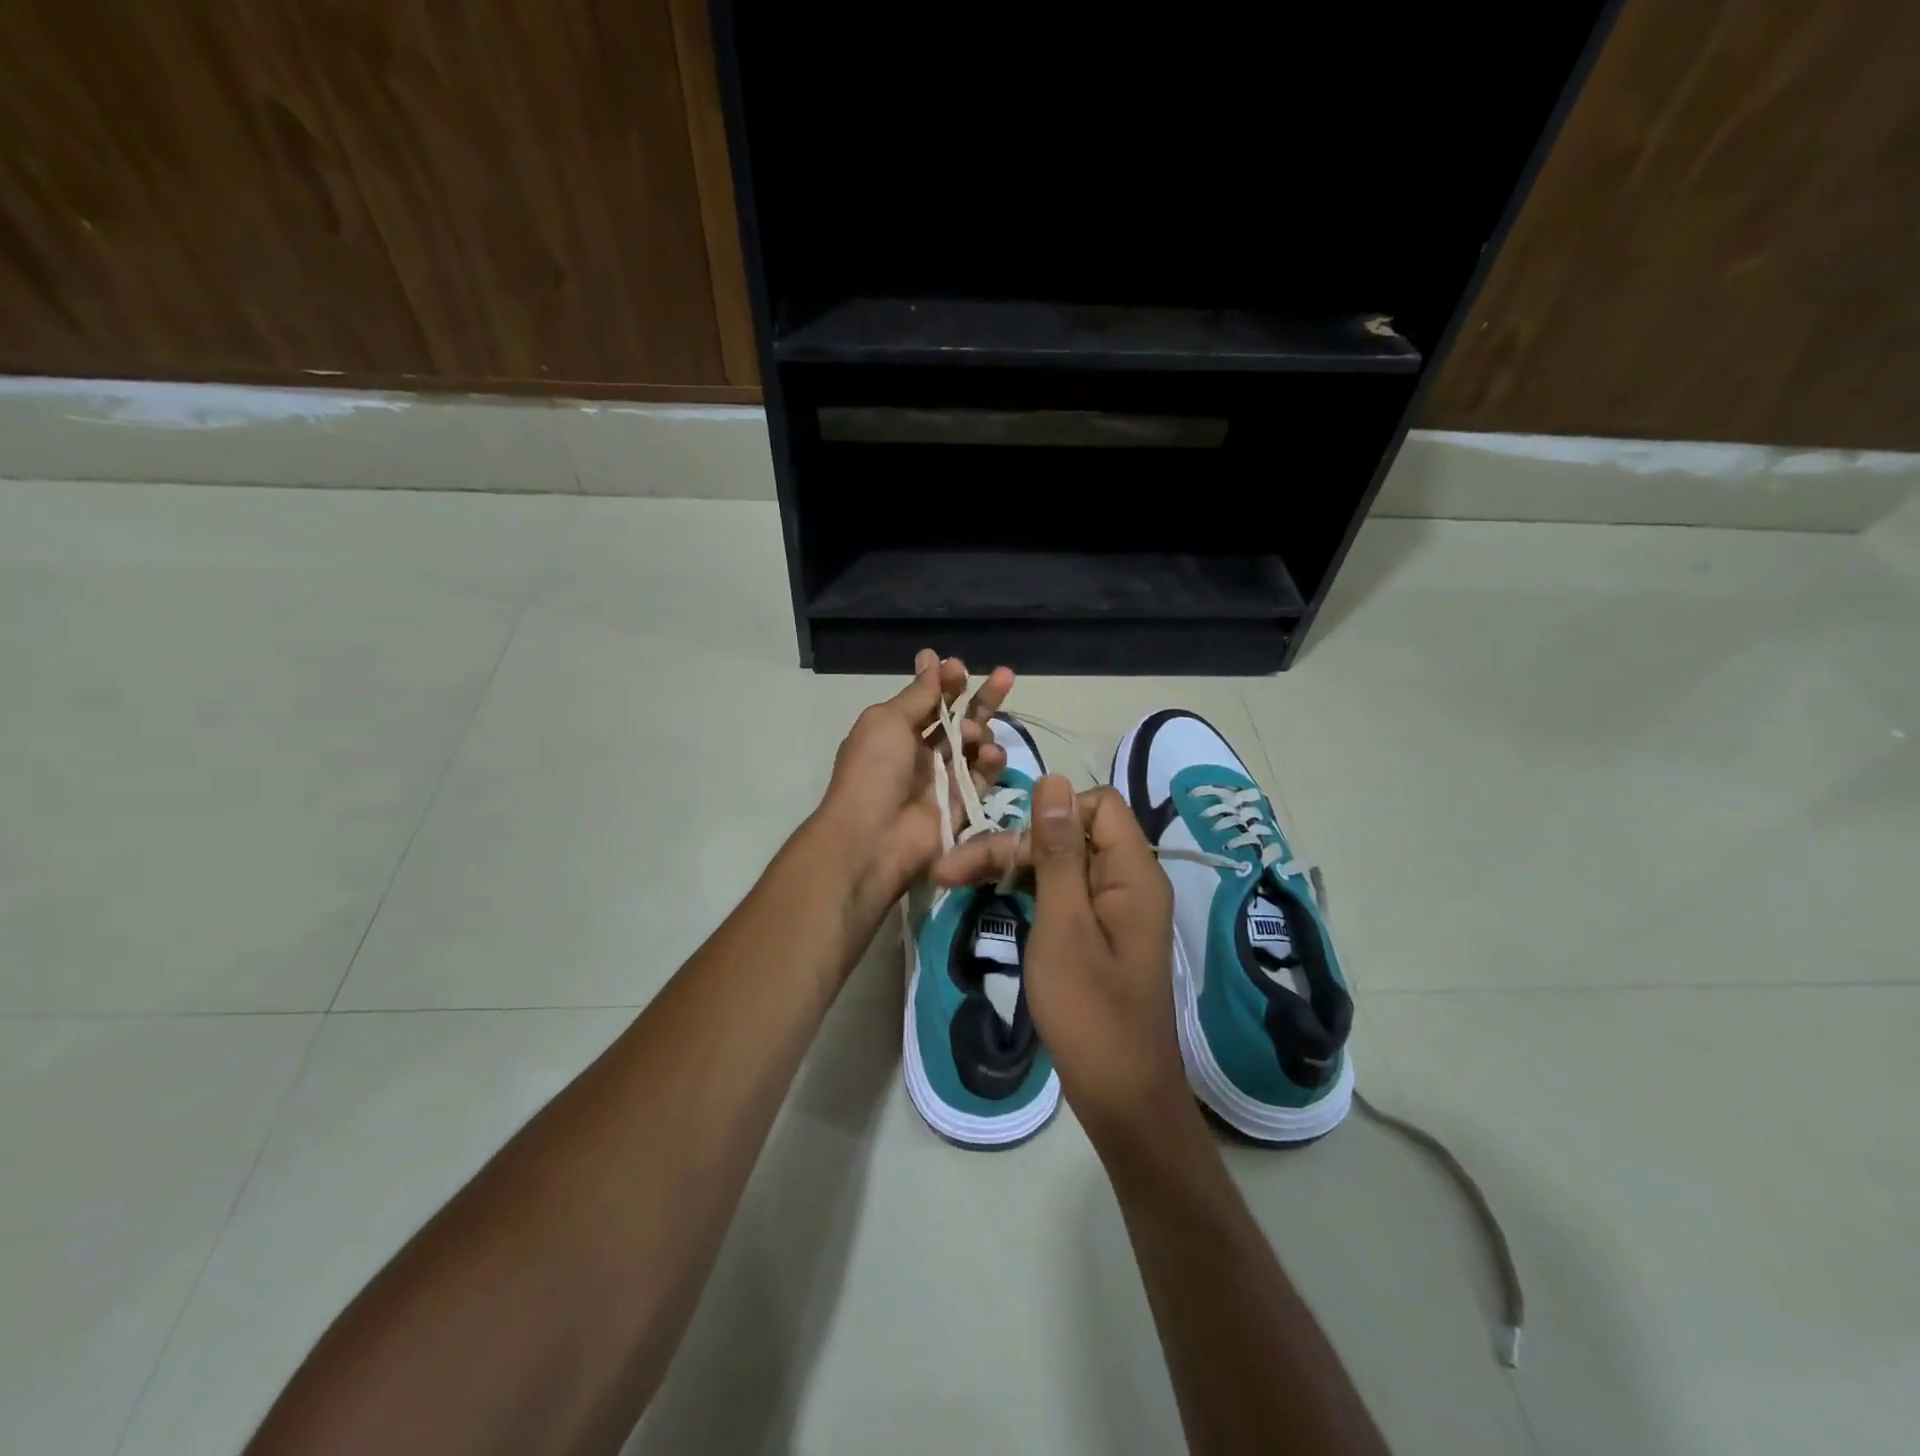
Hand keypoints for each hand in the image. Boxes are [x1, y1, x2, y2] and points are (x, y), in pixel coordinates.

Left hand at [815, 648, 1014, 928]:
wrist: (874, 838)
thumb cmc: (874, 771)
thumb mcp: (888, 721)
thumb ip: (918, 694)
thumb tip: (930, 658)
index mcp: (895, 731)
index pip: (928, 700)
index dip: (945, 683)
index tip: (958, 668)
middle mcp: (920, 753)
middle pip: (958, 719)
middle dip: (980, 698)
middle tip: (1004, 676)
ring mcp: (942, 779)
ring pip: (975, 746)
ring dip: (982, 730)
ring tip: (975, 734)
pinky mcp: (962, 804)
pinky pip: (982, 777)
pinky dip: (990, 762)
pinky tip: (991, 753)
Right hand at [931, 777, 1183, 1140]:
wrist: (1121, 1096)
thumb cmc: (1089, 1012)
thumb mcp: (1064, 925)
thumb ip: (1059, 852)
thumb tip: (1052, 781)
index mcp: (1132, 872)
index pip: (1096, 804)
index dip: (1051, 813)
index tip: (1011, 848)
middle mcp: (1128, 881)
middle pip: (1071, 833)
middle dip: (1014, 845)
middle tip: (951, 871)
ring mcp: (1114, 909)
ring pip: (1061, 864)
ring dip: (1013, 867)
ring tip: (955, 881)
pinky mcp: (1099, 933)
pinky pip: (1064, 893)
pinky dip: (1029, 892)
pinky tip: (991, 899)